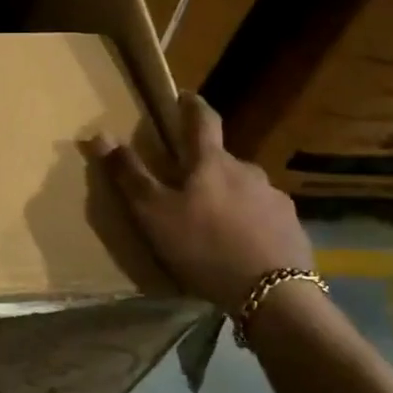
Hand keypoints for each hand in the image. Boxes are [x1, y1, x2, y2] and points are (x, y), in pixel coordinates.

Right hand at [85, 94, 312, 313]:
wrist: (273, 295)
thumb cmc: (204, 246)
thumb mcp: (153, 212)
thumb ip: (129, 174)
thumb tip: (100, 134)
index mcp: (211, 162)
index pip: (203, 120)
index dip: (192, 106)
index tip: (185, 96)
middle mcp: (248, 171)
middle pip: (221, 160)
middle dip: (204, 166)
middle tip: (185, 185)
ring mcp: (275, 199)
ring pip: (243, 188)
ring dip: (227, 196)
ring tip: (212, 223)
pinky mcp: (292, 228)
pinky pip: (263, 215)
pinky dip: (248, 221)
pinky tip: (239, 245)